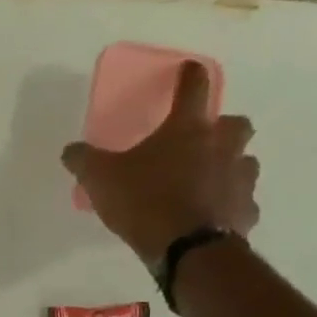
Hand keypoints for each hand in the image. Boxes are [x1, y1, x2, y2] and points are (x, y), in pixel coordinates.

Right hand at [61, 61, 260, 262]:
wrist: (187, 247)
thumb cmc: (144, 201)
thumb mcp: (100, 178)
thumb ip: (84, 160)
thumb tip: (70, 149)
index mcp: (187, 129)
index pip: (193, 88)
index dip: (189, 76)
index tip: (189, 69)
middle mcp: (222, 145)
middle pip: (235, 123)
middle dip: (222, 127)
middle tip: (202, 139)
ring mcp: (240, 177)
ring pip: (244, 161)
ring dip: (229, 164)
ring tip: (207, 180)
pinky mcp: (246, 210)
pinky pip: (241, 201)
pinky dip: (229, 204)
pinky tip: (212, 215)